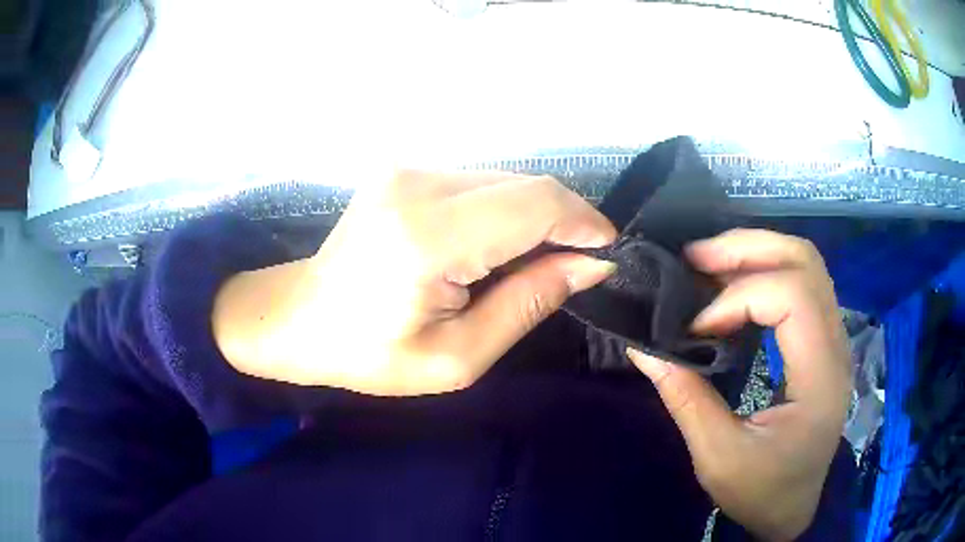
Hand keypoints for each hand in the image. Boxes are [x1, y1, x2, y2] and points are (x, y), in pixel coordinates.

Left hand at [213, 171, 616, 394]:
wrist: (300, 319)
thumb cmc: (370, 354)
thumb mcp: (457, 357)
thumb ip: (528, 303)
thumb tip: (591, 264)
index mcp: (427, 236)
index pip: (534, 204)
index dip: (584, 223)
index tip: (607, 254)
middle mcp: (418, 183)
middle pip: (525, 185)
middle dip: (564, 223)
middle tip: (572, 269)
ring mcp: (408, 169)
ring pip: (506, 181)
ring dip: (533, 219)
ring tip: (528, 265)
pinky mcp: (405, 170)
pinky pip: (479, 183)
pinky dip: (503, 212)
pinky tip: (491, 248)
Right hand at [627, 229, 850, 541]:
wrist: (792, 509)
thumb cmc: (762, 491)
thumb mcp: (718, 458)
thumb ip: (686, 399)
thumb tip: (643, 349)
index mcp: (820, 378)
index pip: (792, 298)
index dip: (738, 299)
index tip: (696, 327)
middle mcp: (836, 345)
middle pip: (804, 261)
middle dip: (746, 249)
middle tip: (694, 259)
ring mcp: (834, 339)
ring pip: (805, 263)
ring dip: (754, 252)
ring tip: (707, 264)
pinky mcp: (823, 340)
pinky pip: (800, 283)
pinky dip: (763, 271)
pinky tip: (732, 286)